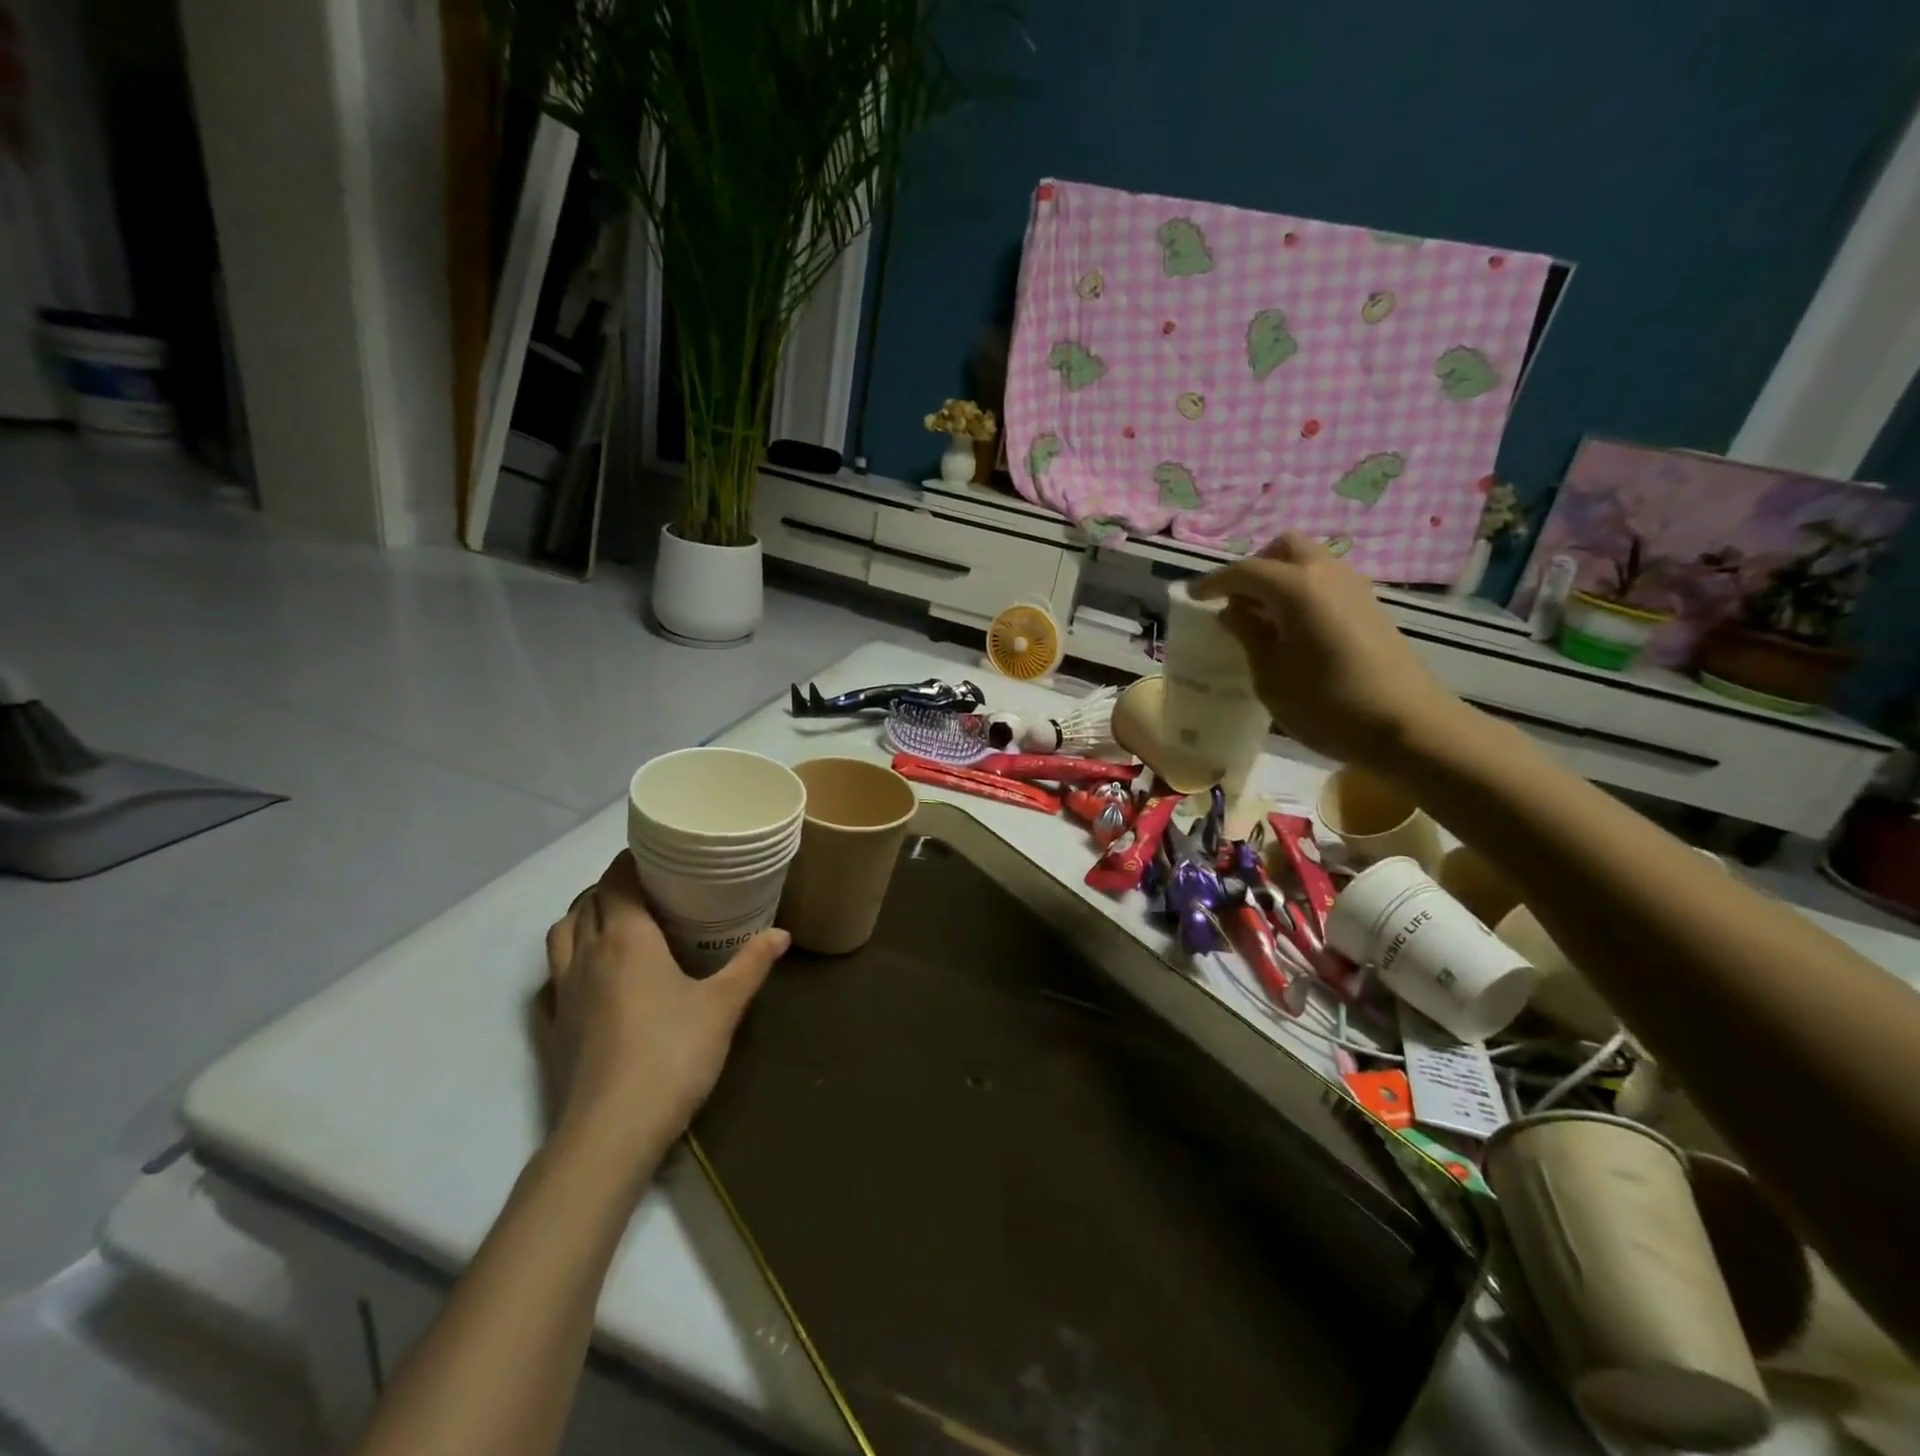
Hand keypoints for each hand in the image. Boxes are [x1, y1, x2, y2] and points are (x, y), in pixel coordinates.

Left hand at [542, 853, 787, 1151]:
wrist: (610, 1132)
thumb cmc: (672, 1056)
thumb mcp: (723, 1006)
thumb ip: (752, 964)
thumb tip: (781, 934)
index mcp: (627, 938)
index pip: (617, 880)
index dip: (632, 861)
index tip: (658, 854)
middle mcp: (588, 954)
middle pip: (588, 900)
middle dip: (613, 885)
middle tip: (650, 887)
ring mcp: (563, 990)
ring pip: (562, 931)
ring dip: (585, 915)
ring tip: (619, 921)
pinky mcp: (553, 1024)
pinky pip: (555, 969)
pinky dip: (571, 953)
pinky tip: (598, 974)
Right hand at [1190, 533, 1465, 769]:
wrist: (1408, 726)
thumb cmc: (1327, 704)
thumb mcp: (1270, 676)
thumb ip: (1249, 636)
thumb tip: (1232, 612)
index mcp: (1296, 587)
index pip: (1245, 571)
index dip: (1214, 582)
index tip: (1194, 597)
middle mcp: (1327, 574)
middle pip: (1284, 548)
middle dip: (1255, 566)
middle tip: (1236, 600)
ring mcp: (1355, 588)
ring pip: (1310, 562)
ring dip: (1281, 579)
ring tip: (1262, 618)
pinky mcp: (1371, 608)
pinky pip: (1327, 583)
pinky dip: (1303, 593)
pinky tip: (1293, 630)